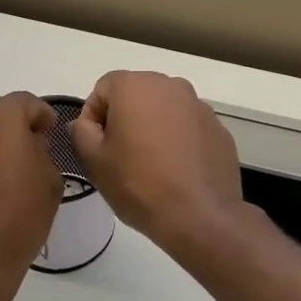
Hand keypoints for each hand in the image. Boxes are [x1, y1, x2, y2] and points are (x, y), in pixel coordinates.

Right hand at [70, 72, 243, 252]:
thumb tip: (84, 123)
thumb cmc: (138, 183)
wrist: (198, 215)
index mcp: (136, 85)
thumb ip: (81, 132)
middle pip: (136, 95)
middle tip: (118, 156)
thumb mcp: (94, 160)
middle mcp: (171, 85)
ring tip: (149, 165)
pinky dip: (178, 141)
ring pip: (164, 110)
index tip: (95, 147)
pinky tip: (175, 171)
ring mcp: (199, 106)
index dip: (93, 117)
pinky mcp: (218, 129)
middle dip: (124, 119)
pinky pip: (188, 128)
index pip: (103, 89)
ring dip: (152, 128)